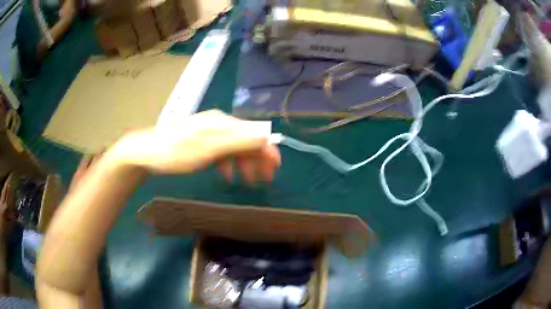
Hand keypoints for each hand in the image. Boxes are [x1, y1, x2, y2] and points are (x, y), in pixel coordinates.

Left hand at [111, 110, 280, 181]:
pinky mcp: (200, 142)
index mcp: (222, 124)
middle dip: (257, 159)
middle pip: (246, 140)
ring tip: (248, 182)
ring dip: (244, 164)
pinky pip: (221, 152)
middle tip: (265, 180)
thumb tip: (265, 136)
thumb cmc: (175, 152)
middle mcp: (218, 125)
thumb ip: (236, 142)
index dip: (267, 149)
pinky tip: (227, 175)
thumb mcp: (207, 149)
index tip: (275, 168)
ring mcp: (208, 133)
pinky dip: (228, 164)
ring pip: (234, 148)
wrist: (145, 152)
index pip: (253, 134)